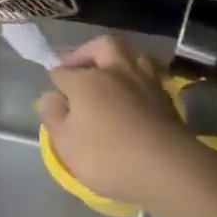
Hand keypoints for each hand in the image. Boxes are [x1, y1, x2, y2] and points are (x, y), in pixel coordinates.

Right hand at [34, 36, 196, 205]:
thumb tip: (48, 97)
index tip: (54, 96)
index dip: (56, 82)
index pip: (63, 72)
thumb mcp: (66, 143)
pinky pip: (151, 76)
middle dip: (87, 52)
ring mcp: (144, 82)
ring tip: (112, 75)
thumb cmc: (108, 156)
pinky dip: (140, 79)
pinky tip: (137, 94)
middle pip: (101, 46)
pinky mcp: (167, 99)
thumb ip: (53, 117)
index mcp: (86, 80)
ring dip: (119, 61)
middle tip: (79, 68)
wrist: (168, 169)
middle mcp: (114, 72)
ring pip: (132, 55)